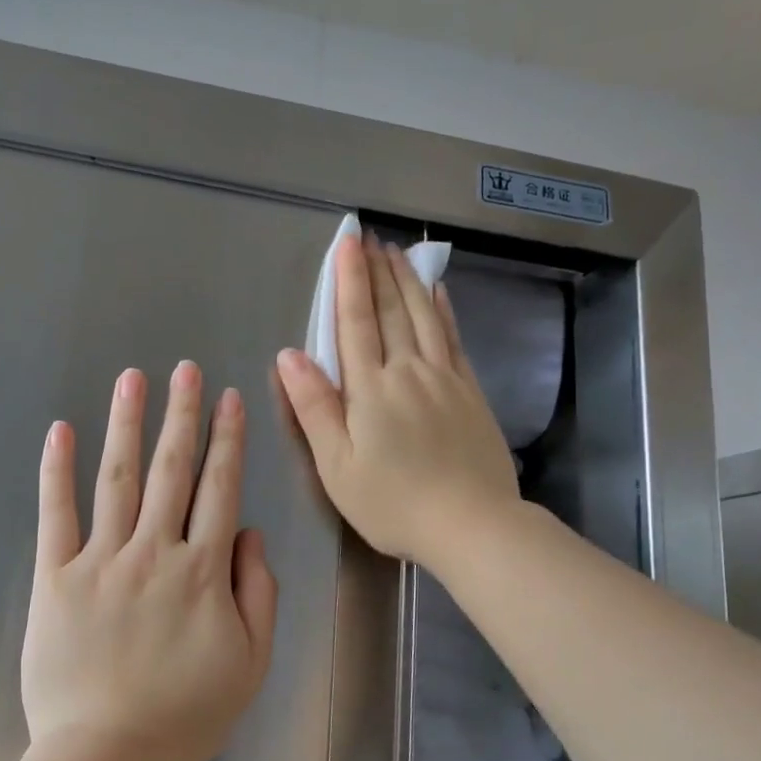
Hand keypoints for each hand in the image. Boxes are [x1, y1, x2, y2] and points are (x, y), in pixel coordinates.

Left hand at [21, 362, 277, 760]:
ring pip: (118, 479)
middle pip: (172, 470)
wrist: (107, 758)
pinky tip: (60, 431)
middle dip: (182, 414)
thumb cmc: (186, 715)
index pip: (220, 489)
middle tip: (185, 369)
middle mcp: (154, 551)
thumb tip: (249, 533)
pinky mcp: (54, 578)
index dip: (227, 440)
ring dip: (127, 424)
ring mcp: (101, 560)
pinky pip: (56, 515)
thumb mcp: (250, 662)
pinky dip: (56, 471)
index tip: (230, 398)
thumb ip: (258, 592)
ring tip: (132, 379)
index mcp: (203, 570)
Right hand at [275, 234, 518, 569]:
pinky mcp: (471, 393)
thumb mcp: (337, 466)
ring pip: (425, 317)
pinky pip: (454, 340)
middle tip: (372, 238)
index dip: (349, 281)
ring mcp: (445, 379)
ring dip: (409, 282)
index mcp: (371, 389)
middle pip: (392, 312)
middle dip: (378, 272)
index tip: (346, 243)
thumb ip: (314, 408)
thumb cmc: (393, 502)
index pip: (356, 323)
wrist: (470, 523)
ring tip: (399, 253)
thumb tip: (289, 355)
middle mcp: (408, 372)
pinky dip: (444, 311)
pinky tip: (440, 293)